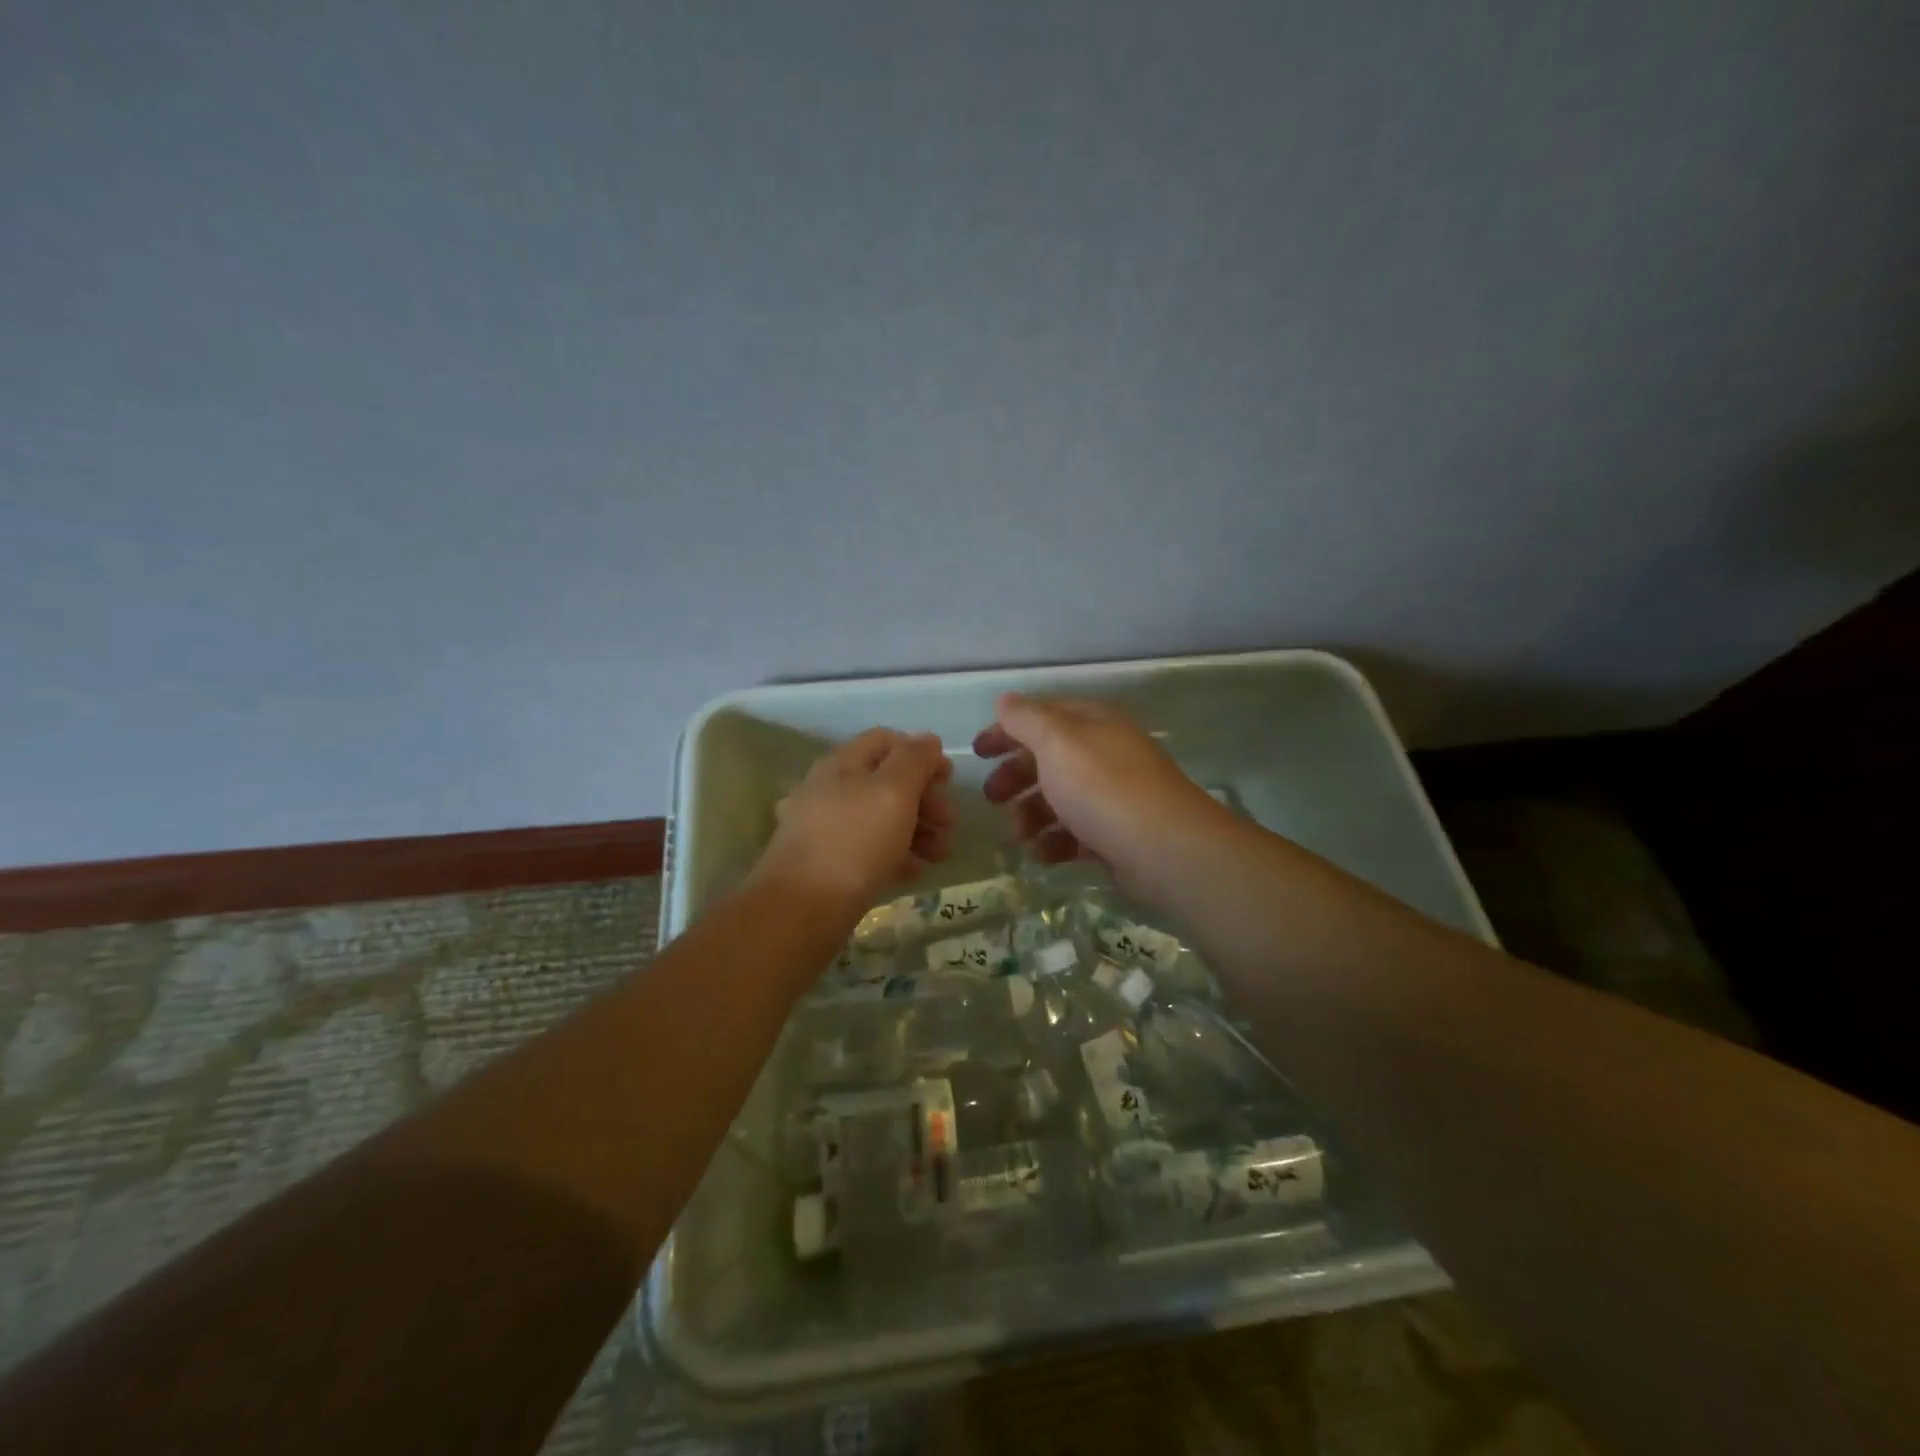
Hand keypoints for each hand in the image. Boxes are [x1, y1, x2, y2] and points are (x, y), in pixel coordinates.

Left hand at [752, 729, 954, 920]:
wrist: (801, 910)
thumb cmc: (854, 843)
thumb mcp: (893, 792)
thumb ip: (914, 760)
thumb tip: (928, 740)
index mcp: (842, 764)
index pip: (887, 741)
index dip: (922, 754)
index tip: (948, 781)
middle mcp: (830, 789)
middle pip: (887, 781)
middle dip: (925, 798)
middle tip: (949, 824)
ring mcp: (825, 827)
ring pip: (880, 817)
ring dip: (917, 829)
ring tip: (941, 855)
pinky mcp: (826, 862)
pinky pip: (868, 848)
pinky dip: (895, 854)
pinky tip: (913, 873)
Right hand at [973, 694, 1222, 891]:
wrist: (1164, 848)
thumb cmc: (1102, 786)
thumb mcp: (1057, 742)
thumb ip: (1026, 719)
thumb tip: (1006, 701)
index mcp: (1093, 723)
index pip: (1042, 717)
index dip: (1007, 730)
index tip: (977, 752)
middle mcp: (1105, 753)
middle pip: (1049, 759)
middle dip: (1016, 776)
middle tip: (991, 798)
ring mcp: (1114, 795)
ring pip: (1060, 799)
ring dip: (1031, 815)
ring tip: (1018, 835)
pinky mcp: (1118, 834)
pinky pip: (1076, 833)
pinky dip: (1054, 842)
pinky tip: (1042, 855)